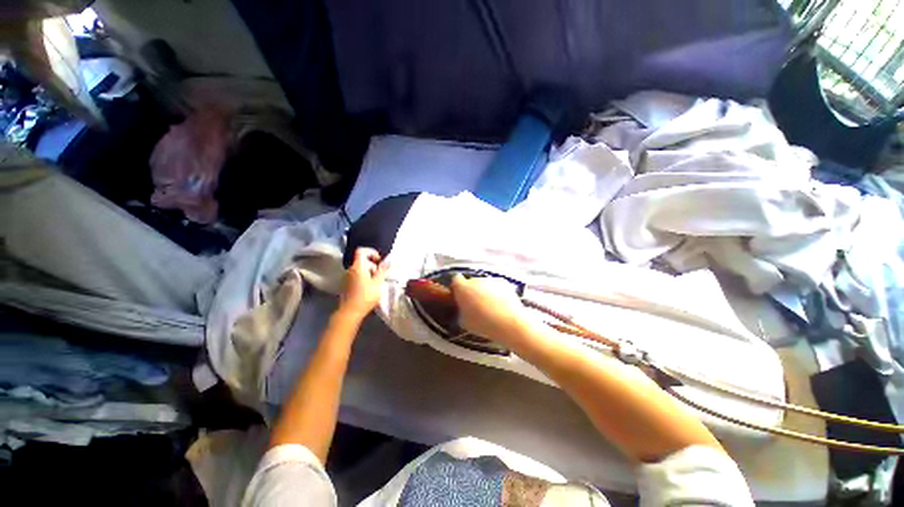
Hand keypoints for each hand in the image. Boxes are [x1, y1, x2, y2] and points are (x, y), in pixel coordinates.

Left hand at [340, 248, 388, 317]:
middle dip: (372, 265)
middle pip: (362, 260)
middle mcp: (350, 269)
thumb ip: (383, 270)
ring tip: (376, 283)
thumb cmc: (366, 296)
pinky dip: (364, 277)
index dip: (371, 252)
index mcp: (358, 266)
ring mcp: (347, 276)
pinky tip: (369, 288)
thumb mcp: (378, 283)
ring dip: (369, 272)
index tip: (379, 260)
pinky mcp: (346, 284)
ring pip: (360, 268)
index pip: (362, 251)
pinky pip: (356, 275)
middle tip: (380, 275)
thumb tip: (388, 260)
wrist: (350, 311)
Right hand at [450, 274, 531, 345]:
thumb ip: (461, 310)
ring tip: (491, 307)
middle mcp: (475, 279)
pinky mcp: (503, 282)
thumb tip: (464, 308)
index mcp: (462, 287)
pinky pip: (496, 286)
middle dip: (472, 291)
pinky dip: (497, 293)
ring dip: (485, 292)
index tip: (461, 297)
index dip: (458, 288)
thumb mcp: (464, 322)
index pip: (456, 280)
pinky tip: (501, 305)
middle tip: (476, 305)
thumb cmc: (482, 324)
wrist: (508, 322)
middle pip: (471, 282)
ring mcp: (490, 279)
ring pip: (484, 284)